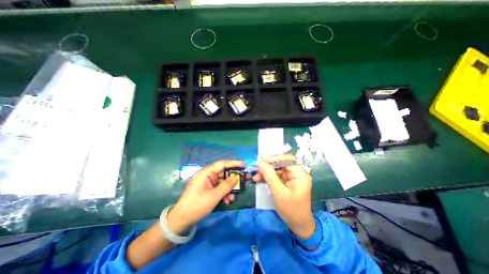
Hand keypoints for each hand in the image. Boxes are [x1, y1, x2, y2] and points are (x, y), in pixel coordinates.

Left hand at [168, 161, 244, 234]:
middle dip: (233, 179)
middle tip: (243, 180)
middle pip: (223, 173)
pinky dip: (224, 193)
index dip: (233, 163)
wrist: (181, 220)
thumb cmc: (197, 205)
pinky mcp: (207, 189)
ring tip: (233, 197)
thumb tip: (236, 178)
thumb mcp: (214, 196)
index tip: (244, 165)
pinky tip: (227, 200)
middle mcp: (206, 175)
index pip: (222, 164)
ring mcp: (206, 182)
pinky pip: (218, 188)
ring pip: (222, 182)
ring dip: (228, 189)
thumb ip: (227, 186)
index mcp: (205, 173)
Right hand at [252, 154, 312, 238]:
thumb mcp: (278, 192)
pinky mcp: (289, 182)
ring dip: (267, 172)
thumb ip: (269, 176)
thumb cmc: (291, 210)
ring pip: (278, 170)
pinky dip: (269, 177)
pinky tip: (260, 179)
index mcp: (300, 174)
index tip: (261, 161)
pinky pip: (277, 176)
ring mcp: (293, 178)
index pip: (287, 159)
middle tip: (257, 171)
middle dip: (268, 167)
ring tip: (256, 177)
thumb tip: (260, 162)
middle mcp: (298, 173)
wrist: (299, 225)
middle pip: (281, 164)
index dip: (273, 159)